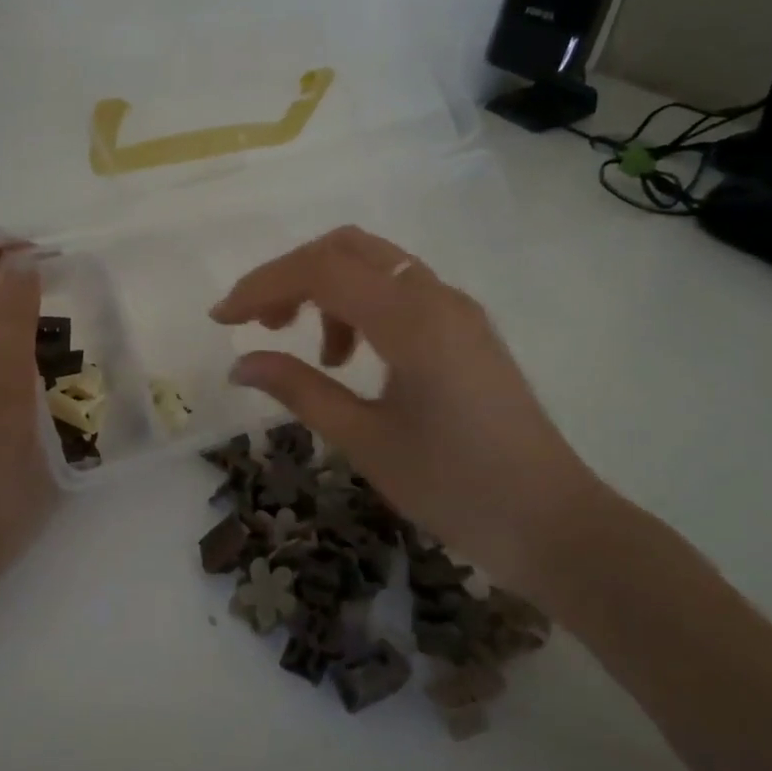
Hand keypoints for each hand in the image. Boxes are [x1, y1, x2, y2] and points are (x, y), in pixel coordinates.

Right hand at [209, 226, 610, 594]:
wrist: (551, 522)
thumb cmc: (454, 487)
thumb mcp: (365, 440)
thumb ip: (299, 390)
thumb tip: (240, 364)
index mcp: (412, 320)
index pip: (321, 271)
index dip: (261, 285)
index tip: (220, 319)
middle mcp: (437, 297)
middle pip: (347, 248)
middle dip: (292, 275)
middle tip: (259, 323)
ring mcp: (456, 309)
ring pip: (375, 265)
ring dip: (327, 290)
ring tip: (314, 353)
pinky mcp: (465, 329)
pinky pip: (400, 292)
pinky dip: (360, 306)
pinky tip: (351, 358)